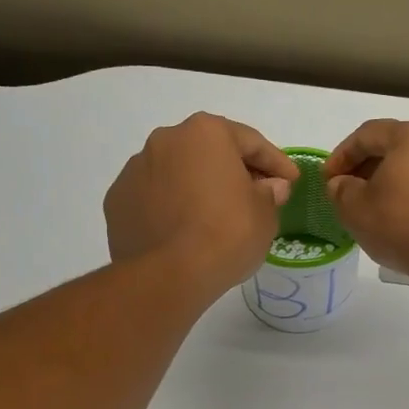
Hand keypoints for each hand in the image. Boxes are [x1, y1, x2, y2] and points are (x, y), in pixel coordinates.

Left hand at [104, 115, 296, 293]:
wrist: (168, 275)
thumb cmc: (227, 235)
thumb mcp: (265, 215)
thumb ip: (269, 193)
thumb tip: (268, 187)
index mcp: (206, 133)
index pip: (250, 142)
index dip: (276, 163)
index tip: (291, 180)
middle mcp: (166, 140)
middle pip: (209, 151)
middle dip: (233, 170)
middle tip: (255, 195)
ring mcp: (135, 169)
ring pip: (177, 172)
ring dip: (197, 187)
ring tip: (214, 216)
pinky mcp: (117, 200)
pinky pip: (154, 197)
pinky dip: (170, 207)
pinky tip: (183, 230)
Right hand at [324, 120, 408, 286]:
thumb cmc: (404, 225)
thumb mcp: (356, 210)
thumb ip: (341, 190)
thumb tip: (341, 183)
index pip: (367, 134)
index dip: (341, 155)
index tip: (327, 179)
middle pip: (397, 146)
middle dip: (369, 167)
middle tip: (350, 192)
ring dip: (396, 181)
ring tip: (378, 207)